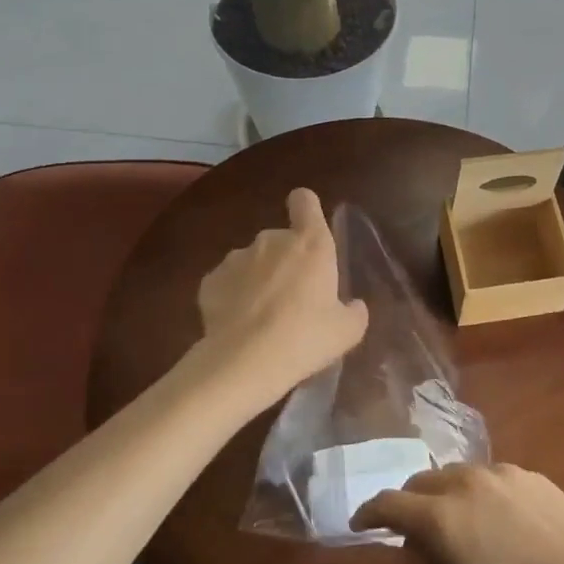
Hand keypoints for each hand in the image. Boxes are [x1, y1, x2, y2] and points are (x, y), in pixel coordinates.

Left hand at [194, 188, 368, 411]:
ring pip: (252, 261)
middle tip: (293, 299)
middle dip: (285, 261)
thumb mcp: (347, 332)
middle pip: (280, 239)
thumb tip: (353, 306)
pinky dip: (232, 297)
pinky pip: (227, 282)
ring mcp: (236, 258)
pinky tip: (238, 325)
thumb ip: (354, 312)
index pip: (305, 201)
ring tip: (262, 317)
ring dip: (258, 279)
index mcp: (311, 243)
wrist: (244, 362)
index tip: (308, 230)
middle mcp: (272, 240)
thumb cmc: (305, 338)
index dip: (306, 209)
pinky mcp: (209, 280)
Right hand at [351, 462, 563, 563]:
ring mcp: (499, 473)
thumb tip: (410, 551)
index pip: (390, 503)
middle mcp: (464, 482)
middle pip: (421, 483)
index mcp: (441, 517)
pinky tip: (496, 522)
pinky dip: (477, 494)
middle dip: (408, 504)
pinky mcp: (528, 473)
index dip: (369, 513)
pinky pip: (488, 478)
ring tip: (457, 526)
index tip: (360, 524)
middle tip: (413, 533)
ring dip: (443, 496)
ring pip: (455, 476)